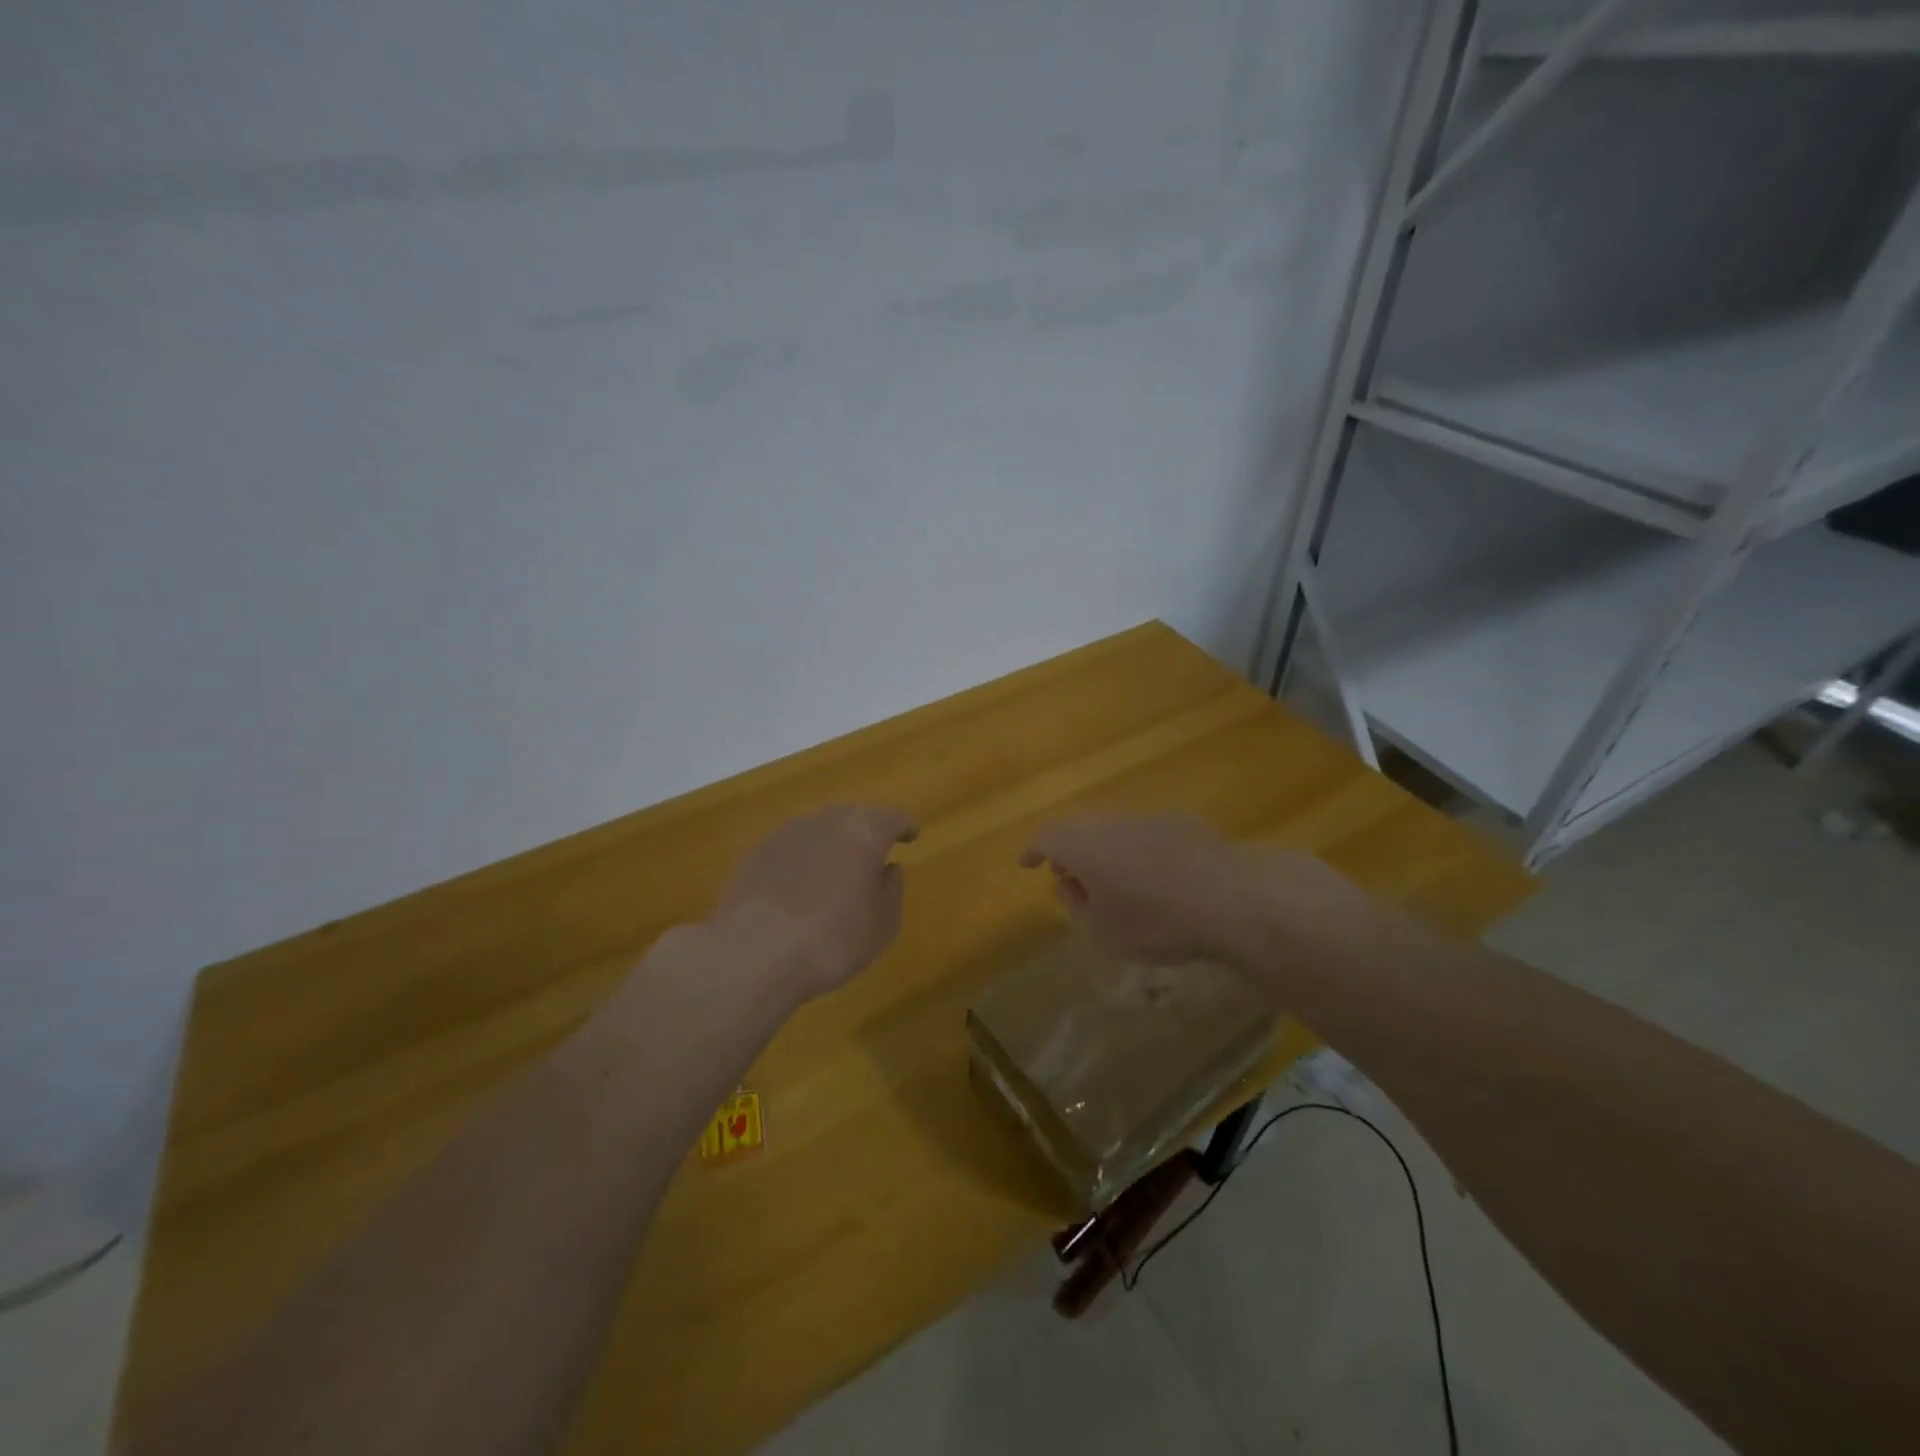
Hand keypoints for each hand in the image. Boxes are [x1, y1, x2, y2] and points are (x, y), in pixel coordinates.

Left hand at [713, 804, 917, 1003]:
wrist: (752, 954)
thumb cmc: (831, 941)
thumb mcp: (882, 926)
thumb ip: (891, 891)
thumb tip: (889, 870)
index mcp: (864, 832)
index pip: (892, 816)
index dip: (904, 825)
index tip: (910, 836)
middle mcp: (826, 821)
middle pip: (853, 815)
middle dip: (866, 829)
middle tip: (874, 851)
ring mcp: (786, 832)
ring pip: (819, 827)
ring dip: (832, 842)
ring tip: (836, 868)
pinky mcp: (756, 851)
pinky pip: (791, 846)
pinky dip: (803, 857)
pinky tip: (800, 883)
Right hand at [1019, 813, 1248, 963]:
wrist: (1230, 899)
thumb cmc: (1155, 921)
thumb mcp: (1103, 931)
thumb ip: (1078, 905)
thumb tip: (1071, 883)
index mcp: (1084, 845)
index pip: (1046, 836)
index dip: (1034, 850)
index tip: (1028, 863)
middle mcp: (1112, 822)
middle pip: (1080, 828)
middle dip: (1071, 850)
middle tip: (1071, 875)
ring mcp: (1150, 819)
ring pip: (1115, 829)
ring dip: (1107, 850)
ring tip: (1115, 881)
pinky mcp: (1184, 824)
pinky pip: (1148, 834)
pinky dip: (1140, 851)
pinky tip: (1158, 879)